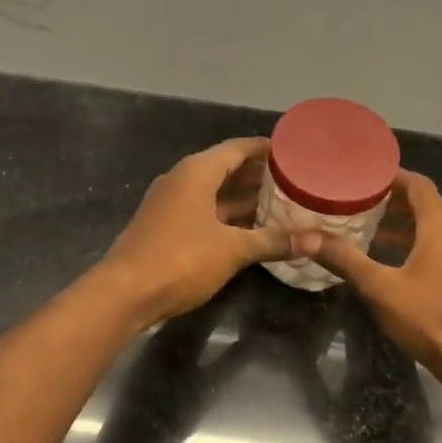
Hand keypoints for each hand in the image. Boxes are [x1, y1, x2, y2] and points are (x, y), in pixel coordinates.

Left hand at [101, 138, 323, 327]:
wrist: (124, 294)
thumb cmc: (180, 259)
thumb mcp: (233, 249)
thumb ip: (274, 241)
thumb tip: (317, 240)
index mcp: (197, 171)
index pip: (238, 148)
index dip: (266, 149)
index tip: (295, 153)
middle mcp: (182, 179)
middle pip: (226, 167)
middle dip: (258, 174)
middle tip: (294, 180)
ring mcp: (171, 203)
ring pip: (214, 191)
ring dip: (243, 196)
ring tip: (280, 202)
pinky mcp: (166, 226)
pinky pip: (204, 210)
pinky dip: (227, 214)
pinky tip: (251, 228)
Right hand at [313, 170, 441, 388]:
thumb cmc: (432, 319)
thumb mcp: (381, 288)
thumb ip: (346, 260)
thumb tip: (306, 237)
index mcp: (441, 226)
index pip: (418, 185)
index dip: (392, 175)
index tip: (363, 173)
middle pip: (426, 204)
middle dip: (392, 199)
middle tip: (356, 199)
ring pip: (433, 227)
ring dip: (403, 223)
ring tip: (368, 226)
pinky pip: (439, 247)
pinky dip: (415, 243)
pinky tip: (392, 260)